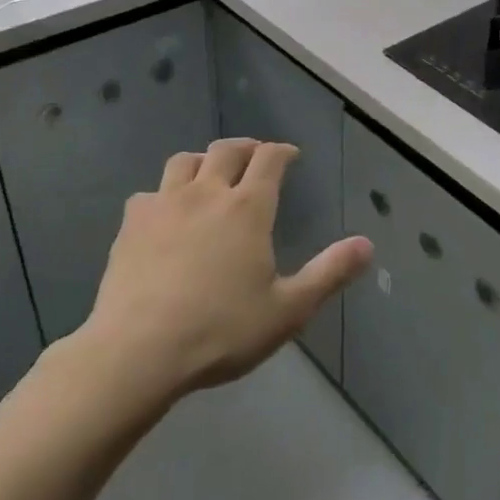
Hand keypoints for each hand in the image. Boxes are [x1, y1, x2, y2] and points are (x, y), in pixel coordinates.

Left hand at [73, 139, 372, 399]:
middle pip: (226, 149)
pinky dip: (162, 196)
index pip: (269, 159)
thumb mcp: (288, 310)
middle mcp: (207, 193)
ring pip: (184, 162)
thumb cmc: (220, 331)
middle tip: (255, 156)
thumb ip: (329, 273)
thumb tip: (368, 245)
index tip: (290, 155)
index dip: (282, 151)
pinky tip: (164, 215)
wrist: (137, 352)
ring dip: (202, 161)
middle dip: (246, 147)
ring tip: (209, 175)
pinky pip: (148, 194)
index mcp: (248, 208)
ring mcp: (164, 205)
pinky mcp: (131, 225)